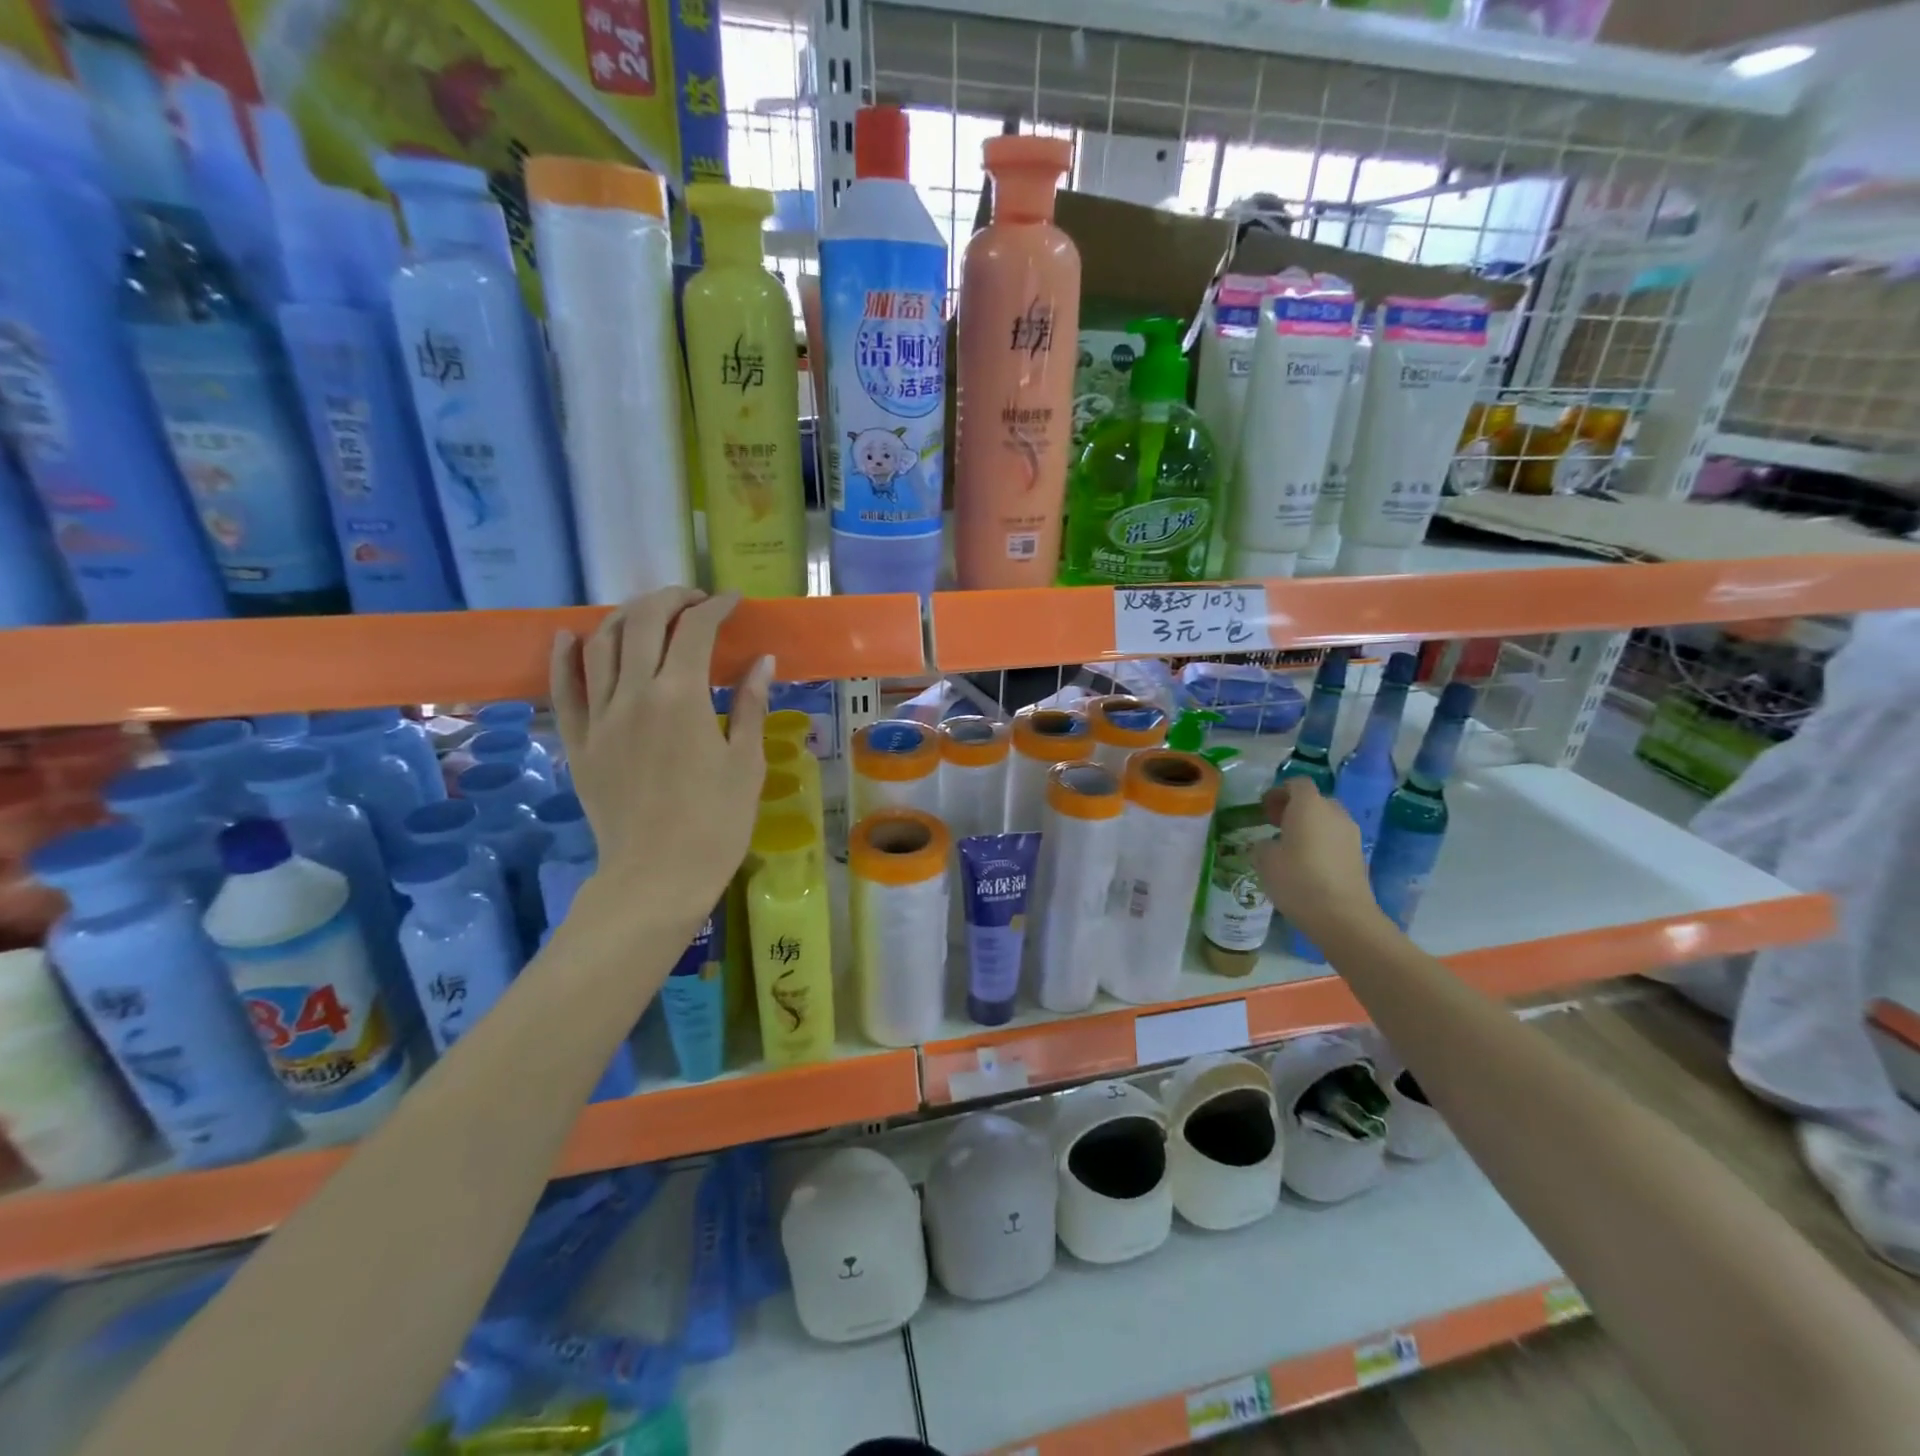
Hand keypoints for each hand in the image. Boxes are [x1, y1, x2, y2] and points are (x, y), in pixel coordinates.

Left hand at [551, 589, 772, 922]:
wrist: (657, 877)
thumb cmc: (716, 824)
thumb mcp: (746, 763)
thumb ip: (749, 705)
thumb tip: (761, 661)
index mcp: (680, 697)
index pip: (695, 630)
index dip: (716, 607)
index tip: (734, 602)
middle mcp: (634, 694)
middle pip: (643, 622)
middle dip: (671, 599)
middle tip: (696, 601)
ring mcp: (599, 717)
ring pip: (601, 644)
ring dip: (627, 617)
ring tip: (651, 614)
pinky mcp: (578, 742)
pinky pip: (563, 689)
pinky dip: (565, 657)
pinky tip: (571, 636)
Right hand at [1251, 779, 1385, 945]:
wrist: (1342, 917)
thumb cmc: (1297, 880)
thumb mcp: (1264, 860)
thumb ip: (1263, 844)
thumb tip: (1269, 843)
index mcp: (1309, 805)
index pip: (1297, 783)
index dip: (1278, 792)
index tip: (1264, 809)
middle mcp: (1334, 813)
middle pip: (1314, 800)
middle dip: (1294, 809)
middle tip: (1275, 825)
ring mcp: (1351, 834)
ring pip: (1327, 820)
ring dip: (1309, 827)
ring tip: (1290, 847)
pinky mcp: (1359, 855)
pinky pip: (1336, 839)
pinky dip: (1322, 843)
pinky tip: (1308, 865)